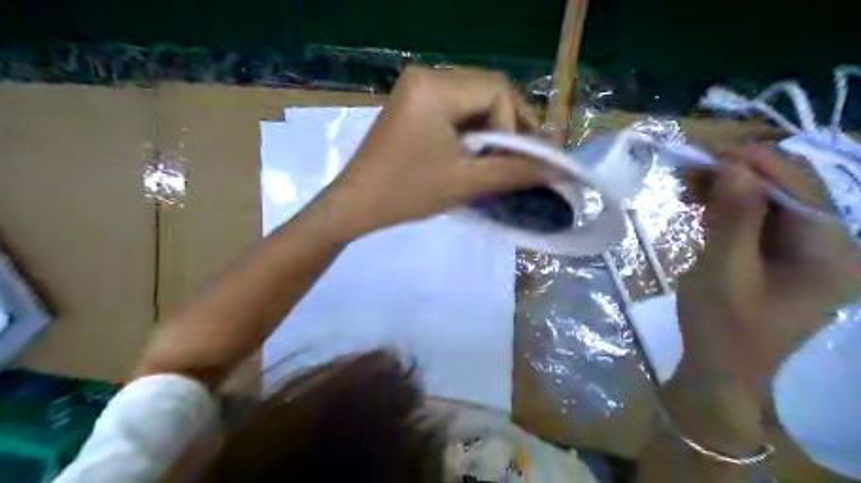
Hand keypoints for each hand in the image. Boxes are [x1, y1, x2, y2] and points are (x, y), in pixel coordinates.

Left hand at [316, 65, 550, 238]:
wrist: (356, 205)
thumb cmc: (407, 193)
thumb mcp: (465, 182)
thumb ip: (514, 172)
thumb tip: (557, 169)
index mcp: (434, 87)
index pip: (496, 91)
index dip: (515, 124)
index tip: (518, 159)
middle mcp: (425, 75)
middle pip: (487, 88)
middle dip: (509, 123)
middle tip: (521, 156)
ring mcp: (416, 88)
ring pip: (473, 97)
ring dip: (493, 126)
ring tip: (502, 157)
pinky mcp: (412, 103)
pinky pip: (455, 106)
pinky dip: (473, 127)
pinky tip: (478, 150)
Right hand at [679, 142, 860, 388]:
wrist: (718, 371)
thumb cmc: (722, 327)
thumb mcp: (723, 272)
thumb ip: (734, 218)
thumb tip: (734, 165)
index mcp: (831, 255)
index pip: (801, 192)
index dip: (759, 165)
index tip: (713, 151)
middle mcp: (829, 249)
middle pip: (788, 194)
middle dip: (740, 175)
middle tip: (693, 167)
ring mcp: (804, 255)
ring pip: (769, 205)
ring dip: (729, 189)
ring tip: (689, 181)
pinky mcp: (779, 260)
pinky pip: (757, 222)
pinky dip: (727, 208)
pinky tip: (700, 202)